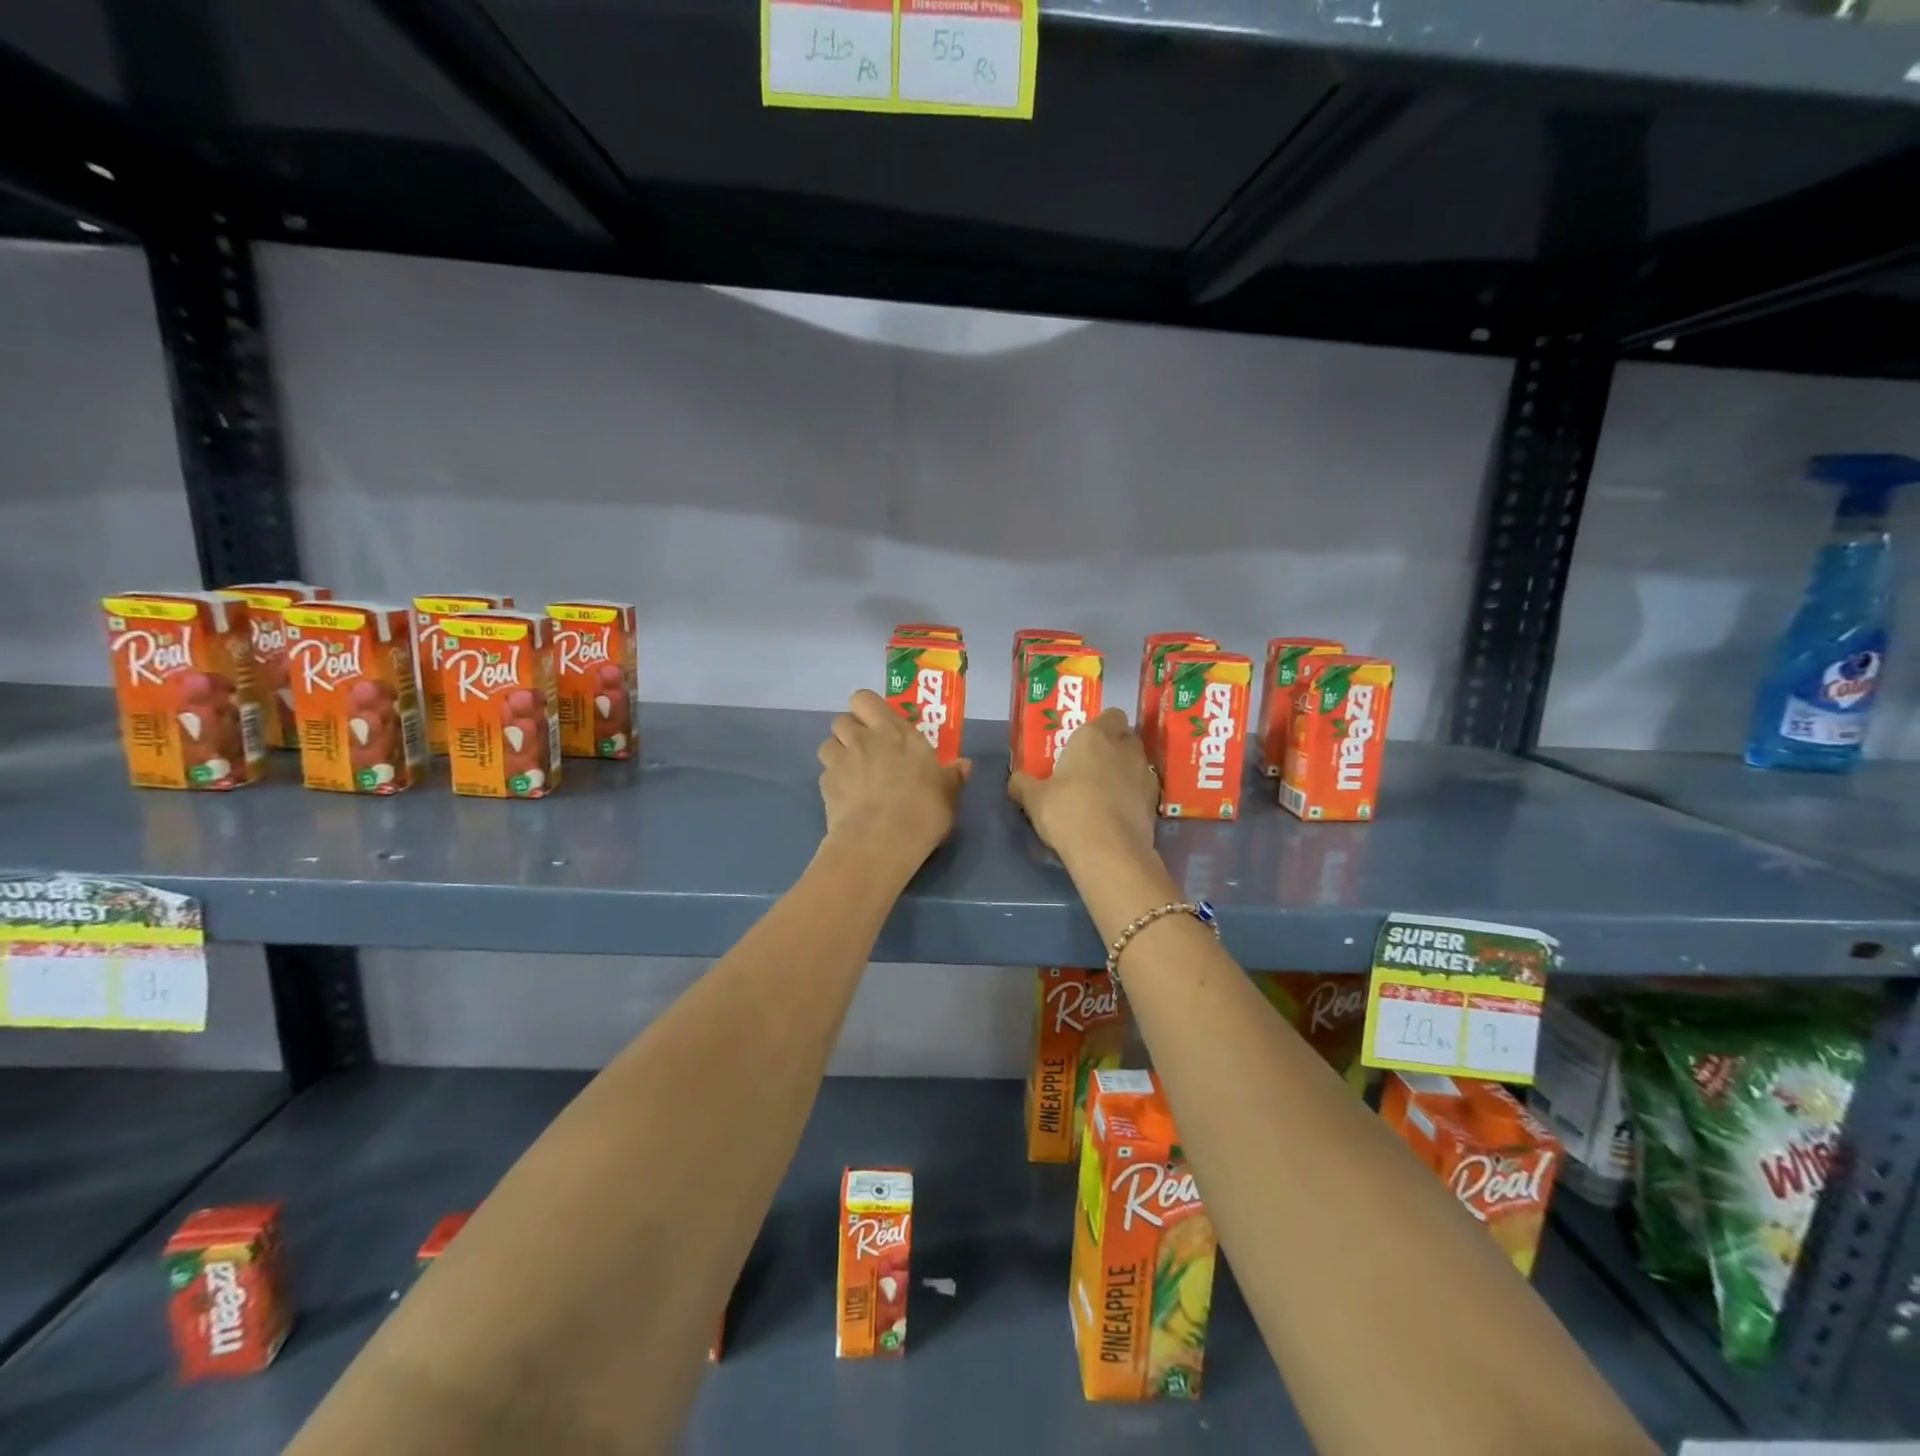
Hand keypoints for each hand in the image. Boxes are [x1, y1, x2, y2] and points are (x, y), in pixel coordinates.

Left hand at [817, 690, 970, 867]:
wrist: (881, 841)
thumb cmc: (922, 811)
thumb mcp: (947, 795)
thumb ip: (952, 777)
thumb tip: (964, 764)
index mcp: (896, 732)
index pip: (866, 699)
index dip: (868, 709)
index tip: (880, 725)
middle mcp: (864, 738)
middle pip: (842, 718)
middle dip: (850, 730)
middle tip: (866, 748)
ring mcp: (841, 760)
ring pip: (827, 743)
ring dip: (837, 753)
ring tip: (851, 772)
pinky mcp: (825, 785)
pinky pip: (825, 773)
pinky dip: (833, 781)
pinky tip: (845, 798)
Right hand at [1008, 708, 1156, 865]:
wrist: (1108, 851)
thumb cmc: (1067, 811)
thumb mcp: (1034, 799)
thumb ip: (1024, 784)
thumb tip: (1017, 780)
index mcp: (1094, 736)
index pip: (1110, 715)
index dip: (1100, 726)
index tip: (1084, 743)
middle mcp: (1124, 748)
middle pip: (1125, 737)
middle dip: (1114, 746)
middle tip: (1092, 765)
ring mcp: (1144, 775)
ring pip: (1137, 763)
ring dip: (1125, 771)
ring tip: (1105, 791)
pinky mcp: (1154, 802)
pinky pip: (1143, 790)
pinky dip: (1133, 796)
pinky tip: (1117, 813)